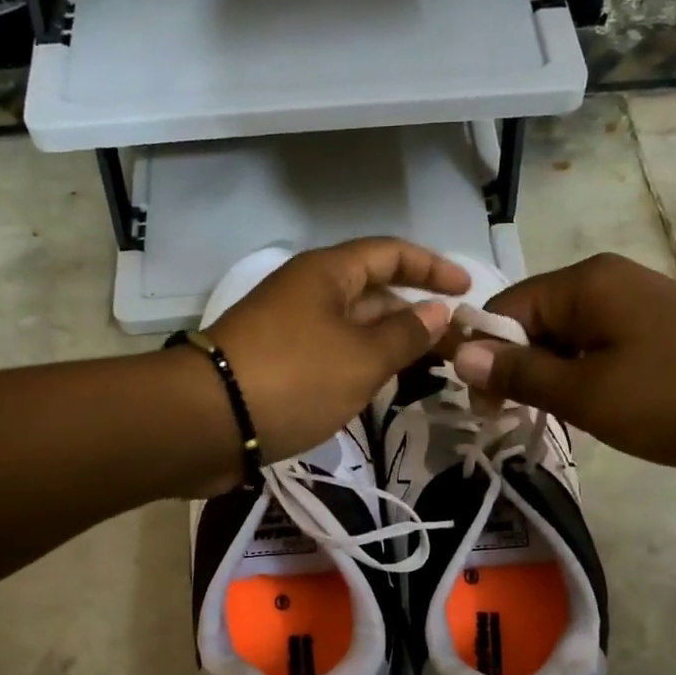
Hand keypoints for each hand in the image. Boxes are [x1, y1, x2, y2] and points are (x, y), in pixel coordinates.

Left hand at [204, 238, 468, 462]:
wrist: (208, 421)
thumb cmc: (294, 378)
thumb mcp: (361, 358)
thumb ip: (405, 334)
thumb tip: (438, 310)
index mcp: (327, 273)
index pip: (390, 253)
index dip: (432, 267)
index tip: (467, 291)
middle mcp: (307, 291)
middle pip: (372, 291)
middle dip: (415, 313)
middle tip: (454, 344)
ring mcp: (289, 328)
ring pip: (352, 326)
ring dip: (389, 343)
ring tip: (428, 369)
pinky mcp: (277, 363)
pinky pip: (332, 353)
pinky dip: (360, 365)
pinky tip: (380, 388)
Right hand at [449, 252, 675, 480]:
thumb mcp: (585, 393)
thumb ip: (519, 373)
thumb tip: (458, 353)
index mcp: (586, 282)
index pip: (506, 309)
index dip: (484, 356)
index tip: (484, 408)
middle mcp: (609, 282)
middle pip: (535, 322)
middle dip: (518, 370)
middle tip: (516, 421)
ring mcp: (639, 307)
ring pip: (567, 341)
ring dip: (551, 380)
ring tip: (556, 422)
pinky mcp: (660, 335)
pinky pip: (600, 352)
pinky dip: (584, 381)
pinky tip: (593, 414)